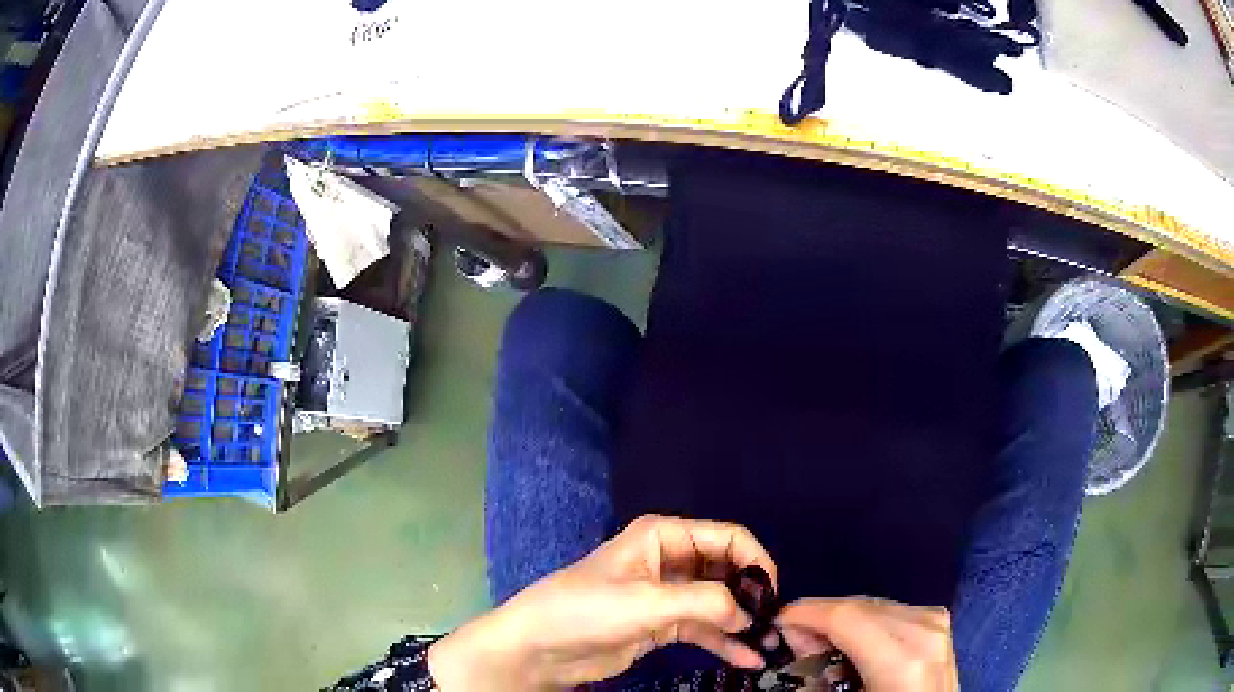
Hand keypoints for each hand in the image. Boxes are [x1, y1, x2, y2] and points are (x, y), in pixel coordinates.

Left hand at [429, 514, 777, 689]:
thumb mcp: (647, 602)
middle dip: (752, 595)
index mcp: (664, 536)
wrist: (538, 648)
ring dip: (742, 622)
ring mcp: (667, 595)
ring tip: (769, 645)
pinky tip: (747, 658)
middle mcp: (670, 560)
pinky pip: (703, 628)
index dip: (756, 561)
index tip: (774, 594)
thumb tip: (751, 612)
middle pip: (727, 570)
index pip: (728, 537)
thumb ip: (705, 602)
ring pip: (718, 603)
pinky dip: (724, 641)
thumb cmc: (586, 610)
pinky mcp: (661, 625)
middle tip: (775, 623)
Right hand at [776, 597, 957, 691]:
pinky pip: (890, 609)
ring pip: (873, 604)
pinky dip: (864, 621)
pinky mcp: (938, 621)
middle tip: (792, 641)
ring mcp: (935, 621)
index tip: (775, 624)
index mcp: (902, 657)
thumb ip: (818, 672)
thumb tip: (798, 639)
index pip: (845, 616)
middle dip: (820, 617)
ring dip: (840, 620)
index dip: (804, 615)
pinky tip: (852, 641)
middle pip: (858, 605)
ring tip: (819, 644)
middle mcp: (924, 628)